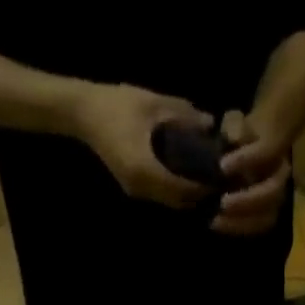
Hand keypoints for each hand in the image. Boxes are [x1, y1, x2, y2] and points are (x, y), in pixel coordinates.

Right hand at [71, 83, 211, 208]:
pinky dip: (174, 189)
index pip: (181, 188)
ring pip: (169, 201)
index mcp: (145, 168)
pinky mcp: (133, 187)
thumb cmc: (117, 104)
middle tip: (216, 178)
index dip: (202, 186)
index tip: (220, 175)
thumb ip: (182, 114)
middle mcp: (141, 187)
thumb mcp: (152, 103)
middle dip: (197, 193)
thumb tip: (211, 122)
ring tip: (204, 176)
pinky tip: (185, 174)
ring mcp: (136, 190)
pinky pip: (160, 195)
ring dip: (186, 193)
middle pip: (177, 201)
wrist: (84, 113)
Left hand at [214, 110, 290, 235]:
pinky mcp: (266, 217)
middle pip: (272, 193)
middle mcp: (280, 176)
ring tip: (217, 220)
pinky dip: (238, 228)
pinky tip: (218, 224)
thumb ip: (234, 126)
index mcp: (275, 149)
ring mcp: (276, 200)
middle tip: (223, 203)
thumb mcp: (235, 124)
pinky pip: (256, 228)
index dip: (246, 160)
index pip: (266, 153)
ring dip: (242, 221)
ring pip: (267, 216)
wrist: (249, 152)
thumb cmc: (240, 137)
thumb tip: (233, 136)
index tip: (222, 166)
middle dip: (246, 200)